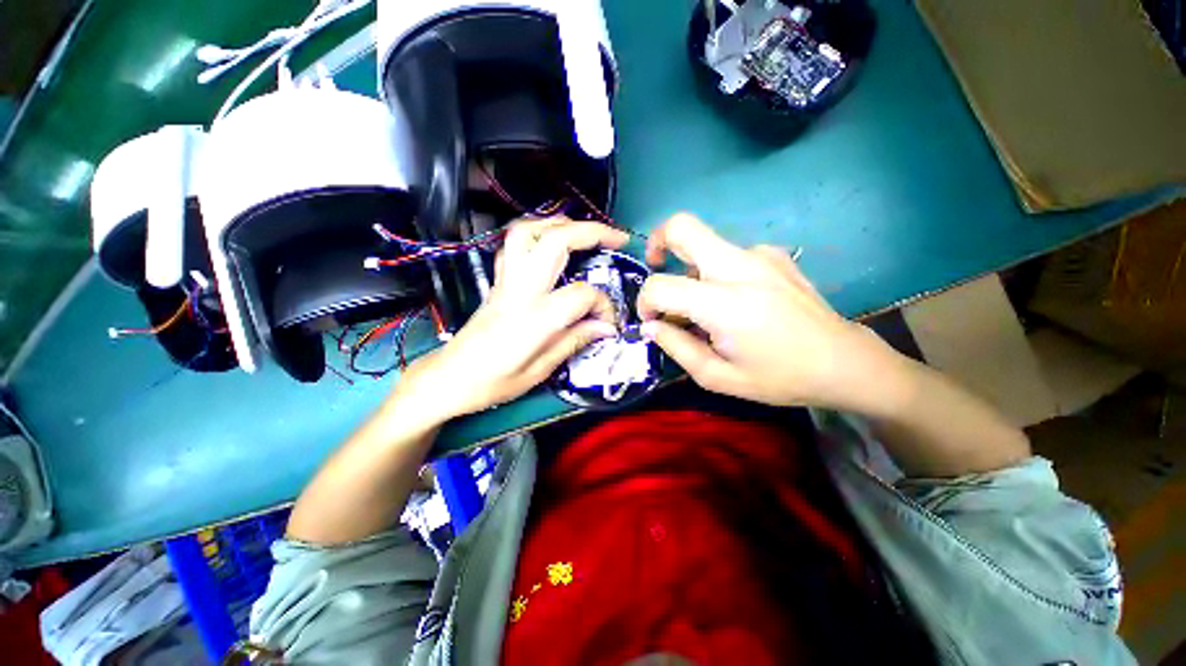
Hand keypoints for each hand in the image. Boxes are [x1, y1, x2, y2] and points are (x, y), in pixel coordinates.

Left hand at [398, 218, 627, 421]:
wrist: (450, 377)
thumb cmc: (493, 382)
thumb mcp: (540, 371)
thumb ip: (574, 341)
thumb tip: (606, 328)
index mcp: (535, 318)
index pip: (581, 294)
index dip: (603, 305)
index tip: (608, 323)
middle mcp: (520, 290)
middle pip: (556, 241)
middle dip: (592, 232)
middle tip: (617, 238)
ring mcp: (506, 280)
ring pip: (530, 231)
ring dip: (562, 224)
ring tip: (585, 231)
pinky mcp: (498, 280)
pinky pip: (515, 243)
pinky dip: (538, 232)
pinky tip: (552, 241)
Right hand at [637, 213, 898, 411]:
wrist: (844, 362)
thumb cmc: (779, 377)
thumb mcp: (718, 377)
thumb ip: (677, 347)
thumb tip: (650, 325)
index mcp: (725, 303)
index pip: (661, 285)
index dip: (646, 301)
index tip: (652, 319)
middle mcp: (741, 266)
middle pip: (682, 227)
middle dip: (657, 243)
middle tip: (657, 268)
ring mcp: (761, 254)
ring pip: (704, 243)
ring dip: (690, 269)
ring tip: (703, 307)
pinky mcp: (774, 254)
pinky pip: (728, 254)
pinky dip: (716, 272)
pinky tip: (734, 300)